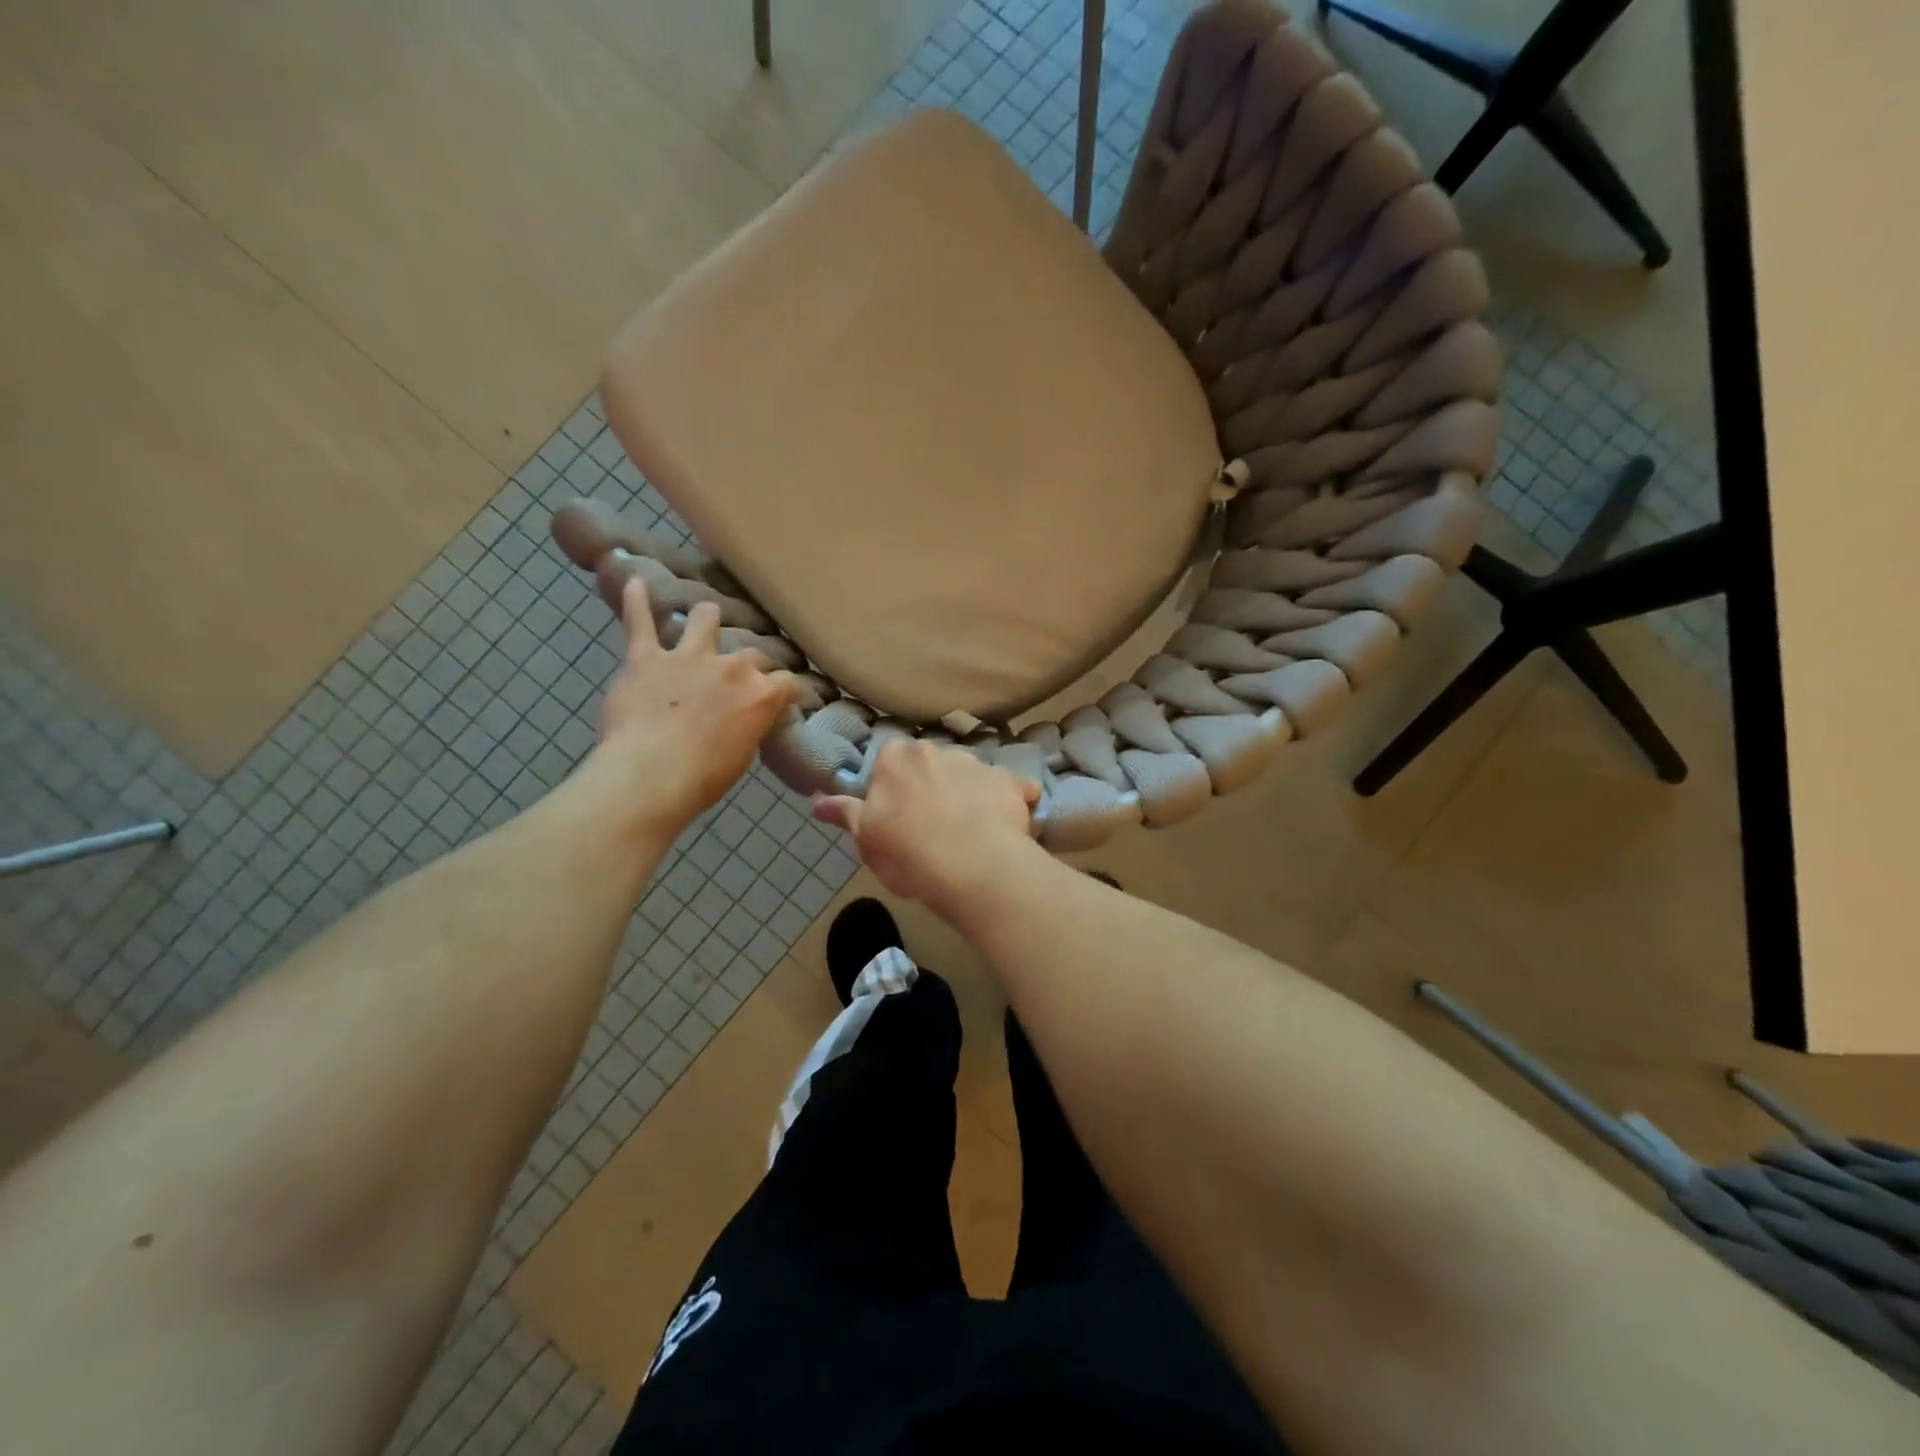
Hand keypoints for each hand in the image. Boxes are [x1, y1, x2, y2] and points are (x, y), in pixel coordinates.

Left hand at [588, 577, 800, 833]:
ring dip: (708, 619)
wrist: (651, 775)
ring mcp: (688, 657)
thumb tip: (747, 719)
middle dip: (752, 665)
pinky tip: (635, 582)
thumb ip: (749, 726)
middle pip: (752, 654)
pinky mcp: (646, 658)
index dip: (792, 690)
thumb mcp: (743, 755)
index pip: (788, 683)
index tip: (793, 697)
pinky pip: (640, 622)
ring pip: (705, 621)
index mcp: (761, 694)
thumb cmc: (703, 778)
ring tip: (708, 617)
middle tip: (745, 678)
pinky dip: (636, 601)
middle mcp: (731, 667)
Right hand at [812, 738, 1040, 918]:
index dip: (893, 789)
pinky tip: (1007, 831)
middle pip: (932, 765)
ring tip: (971, 835)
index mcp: (897, 759)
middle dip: (933, 787)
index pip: (889, 762)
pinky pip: (1012, 789)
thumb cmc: (908, 854)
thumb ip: (846, 814)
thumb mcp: (867, 840)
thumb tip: (817, 801)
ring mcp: (980, 764)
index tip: (897, 816)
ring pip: (970, 776)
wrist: (974, 867)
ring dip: (969, 796)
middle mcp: (938, 750)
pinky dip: (1010, 804)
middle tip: (932, 827)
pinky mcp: (1014, 782)